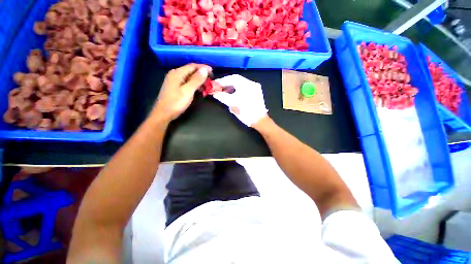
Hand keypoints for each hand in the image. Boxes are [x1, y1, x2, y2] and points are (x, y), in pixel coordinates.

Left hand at [151, 64, 211, 122]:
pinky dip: (194, 85)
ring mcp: (174, 81)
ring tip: (206, 85)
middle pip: (190, 71)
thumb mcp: (188, 91)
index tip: (212, 71)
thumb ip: (196, 80)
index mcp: (177, 73)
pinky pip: (186, 82)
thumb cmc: (176, 102)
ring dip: (198, 80)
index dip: (203, 67)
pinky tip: (199, 90)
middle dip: (201, 74)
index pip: (192, 66)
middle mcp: (175, 74)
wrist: (163, 113)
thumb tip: (205, 69)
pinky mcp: (175, 87)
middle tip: (210, 79)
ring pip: (189, 77)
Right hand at [213, 75, 267, 126]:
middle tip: (219, 87)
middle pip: (236, 79)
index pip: (232, 79)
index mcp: (246, 86)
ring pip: (241, 81)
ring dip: (232, 84)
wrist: (259, 120)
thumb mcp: (232, 106)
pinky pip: (245, 85)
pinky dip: (238, 87)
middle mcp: (251, 83)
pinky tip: (233, 92)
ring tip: (225, 90)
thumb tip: (215, 93)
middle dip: (226, 82)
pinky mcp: (257, 90)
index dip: (222, 81)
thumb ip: (222, 97)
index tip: (215, 84)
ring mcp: (255, 86)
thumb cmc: (246, 114)